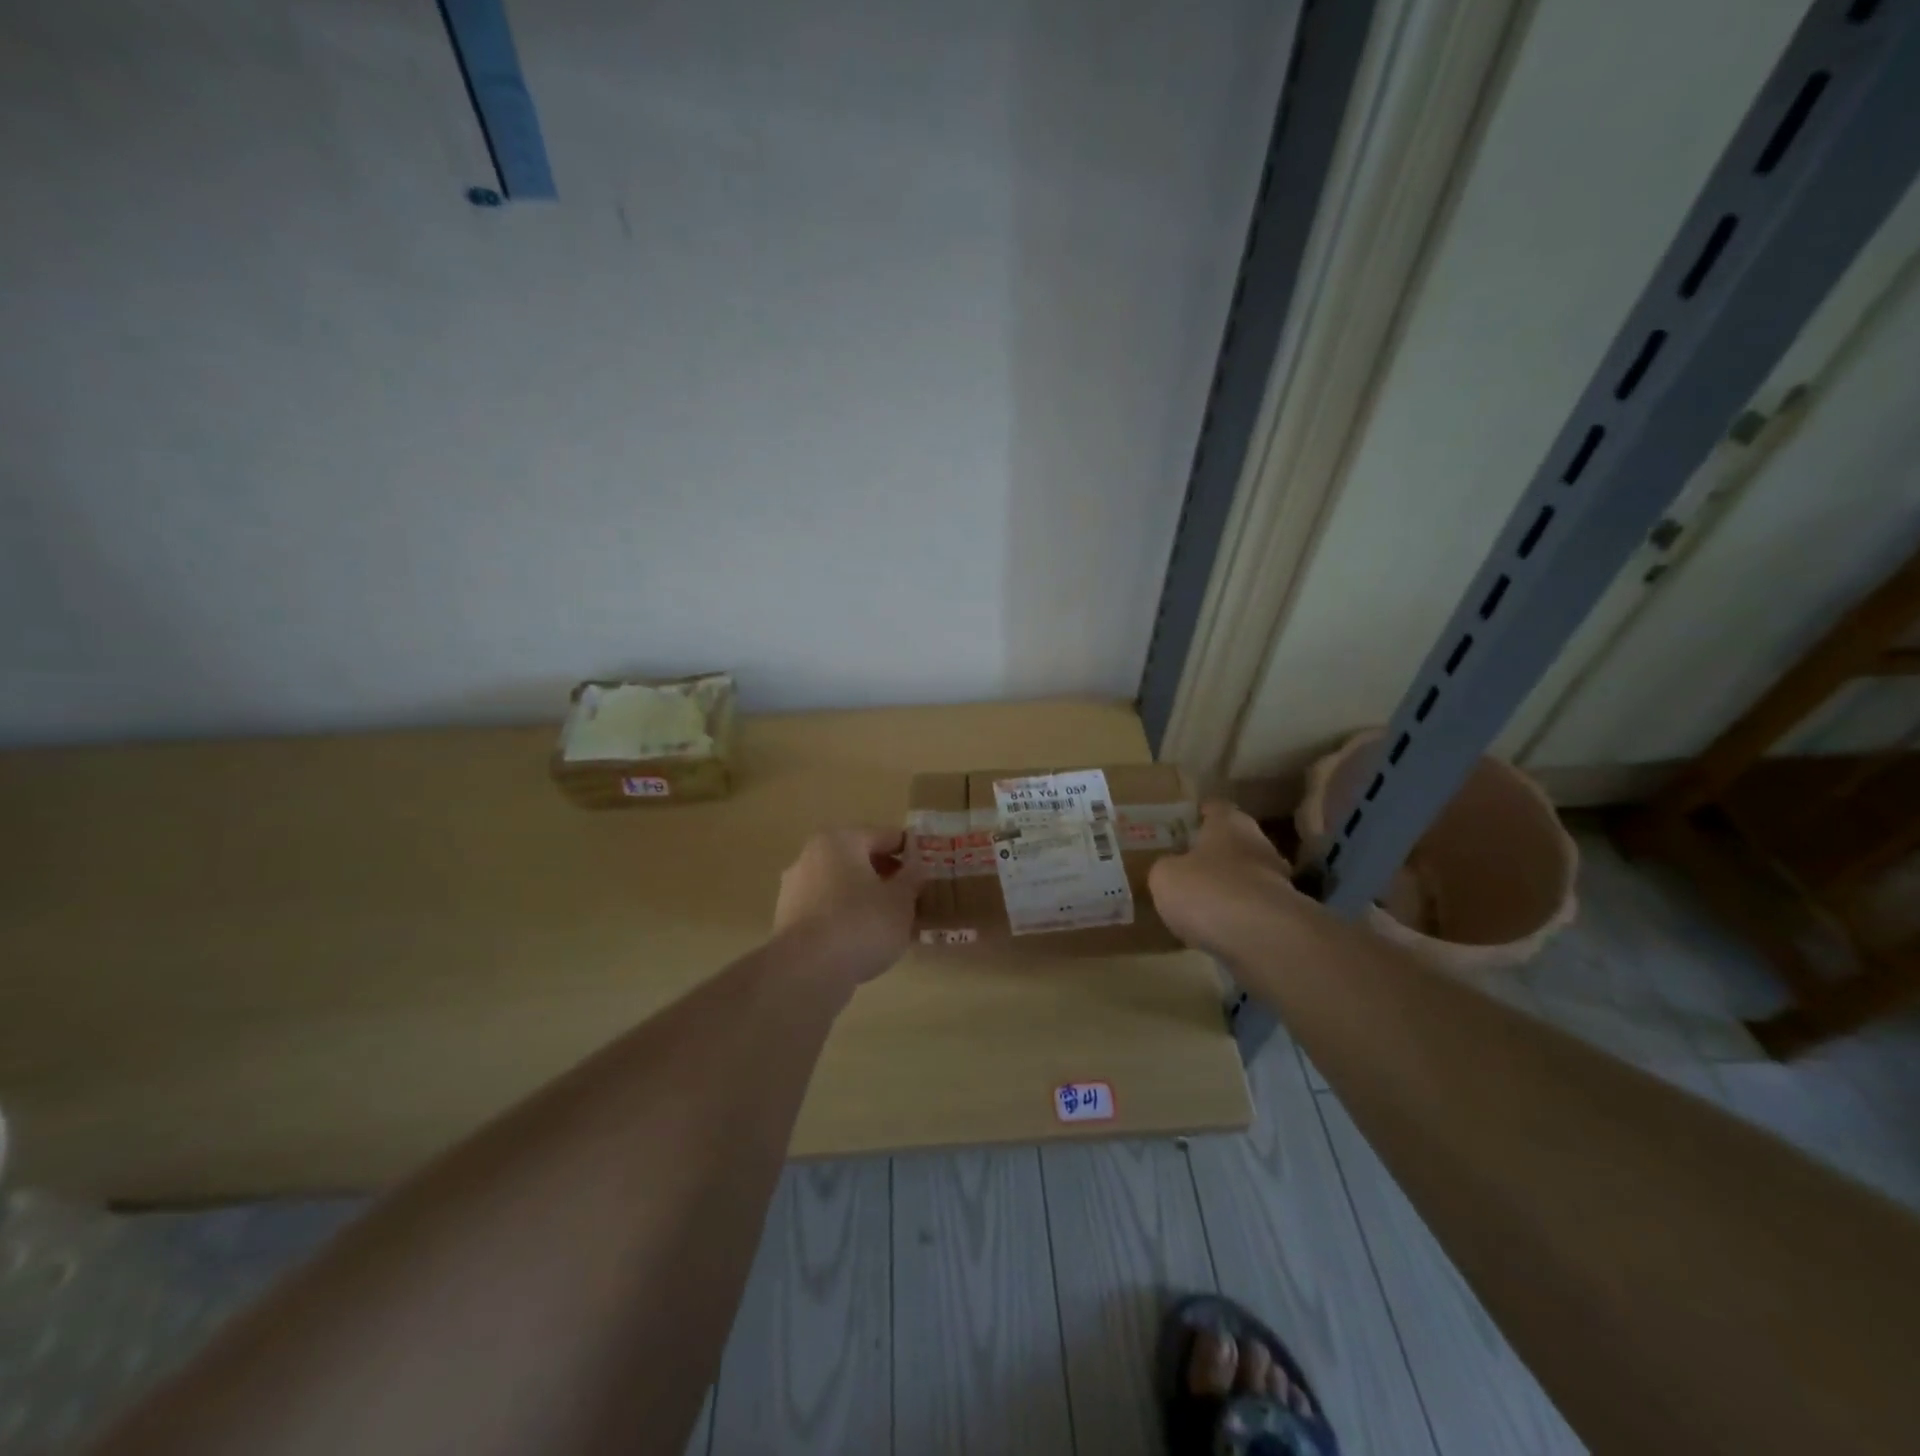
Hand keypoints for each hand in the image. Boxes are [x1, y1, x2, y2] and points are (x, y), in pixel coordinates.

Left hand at [773, 827, 926, 984]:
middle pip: (860, 859)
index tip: (928, 871)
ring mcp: (795, 887)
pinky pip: (827, 908)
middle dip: (887, 876)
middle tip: (912, 898)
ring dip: (866, 897)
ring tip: (891, 922)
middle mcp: (812, 855)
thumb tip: (915, 863)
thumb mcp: (901, 900)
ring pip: (842, 885)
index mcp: (841, 840)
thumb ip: (912, 876)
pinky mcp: (787, 918)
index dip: (911, 852)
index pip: (886, 836)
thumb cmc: (862, 923)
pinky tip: (863, 939)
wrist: (807, 971)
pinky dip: (846, 916)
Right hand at [1149, 801, 1302, 957]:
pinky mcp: (1283, 917)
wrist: (1264, 940)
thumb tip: (1172, 869)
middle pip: (1233, 842)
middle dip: (1212, 853)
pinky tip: (1215, 929)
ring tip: (1198, 902)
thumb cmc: (1209, 891)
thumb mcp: (1165, 876)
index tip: (1182, 823)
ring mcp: (1277, 881)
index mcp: (1230, 823)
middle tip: (1185, 864)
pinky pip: (1251, 909)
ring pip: (1245, 877)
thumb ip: (1166, 867)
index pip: (1215, 807)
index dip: (1198, 814)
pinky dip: (1236, 916)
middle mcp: (1259, 844)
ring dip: (1226, 887)